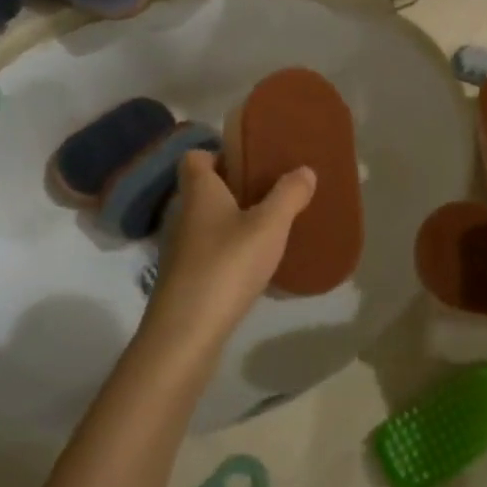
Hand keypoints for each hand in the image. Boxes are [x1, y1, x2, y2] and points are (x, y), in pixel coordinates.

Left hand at [140, 151, 315, 358]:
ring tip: (270, 228)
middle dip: (235, 187)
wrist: (186, 333)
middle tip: (271, 192)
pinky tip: (256, 265)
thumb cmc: (226, 265)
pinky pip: (210, 252)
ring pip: (208, 222)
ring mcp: (181, 249)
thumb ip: (289, 195)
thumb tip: (305, 170)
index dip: (218, 153)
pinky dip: (230, 252)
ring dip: (234, 221)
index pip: (195, 157)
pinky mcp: (186, 279)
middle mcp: (184, 214)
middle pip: (205, 189)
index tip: (249, 160)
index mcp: (200, 191)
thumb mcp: (269, 226)